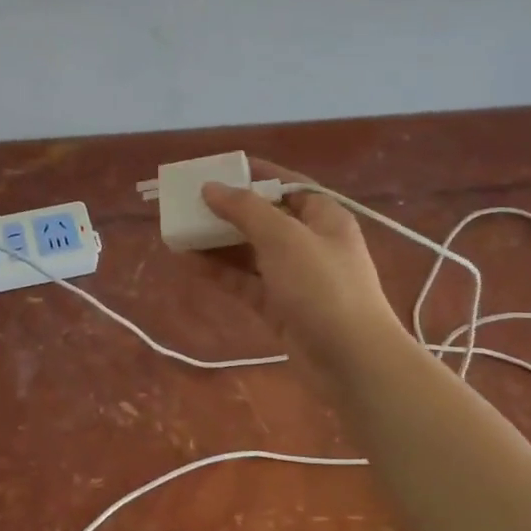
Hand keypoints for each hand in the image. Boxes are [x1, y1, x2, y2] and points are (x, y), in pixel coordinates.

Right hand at [200, 160, 409, 386]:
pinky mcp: (278, 306)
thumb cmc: (323, 287)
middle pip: (262, 217)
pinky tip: (187, 260)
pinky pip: (243, 280)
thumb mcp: (284, 238)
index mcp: (322, 217)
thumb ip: (246, 209)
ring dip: (216, 241)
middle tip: (186, 203)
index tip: (214, 170)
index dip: (251, 175)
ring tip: (178, 230)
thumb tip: (211, 188)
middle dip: (226, 210)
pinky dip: (218, 270)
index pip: (285, 185)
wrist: (352, 361)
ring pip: (248, 250)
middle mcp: (309, 242)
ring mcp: (293, 276)